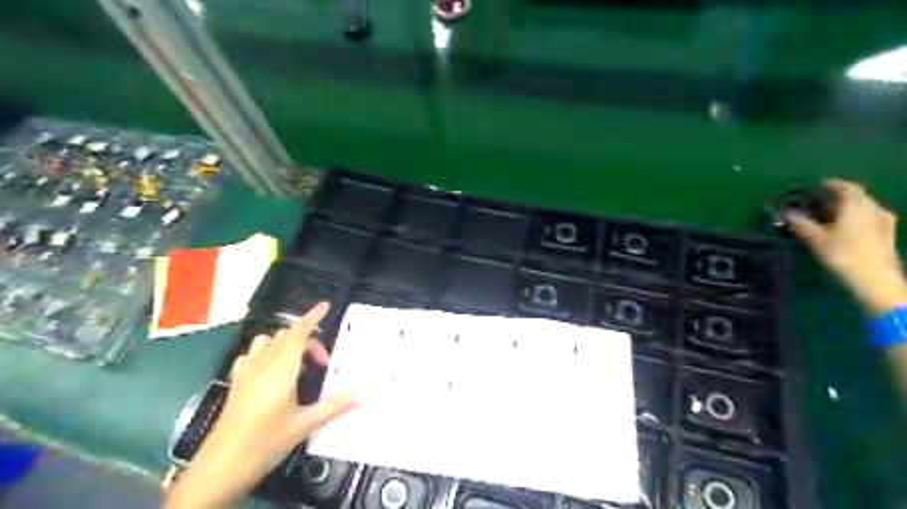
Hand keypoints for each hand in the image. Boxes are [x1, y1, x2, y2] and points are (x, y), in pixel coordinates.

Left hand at [164, 302, 355, 508]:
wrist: (221, 466)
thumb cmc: (266, 443)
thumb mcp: (304, 425)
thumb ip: (335, 406)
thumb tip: (364, 394)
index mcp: (281, 370)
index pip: (298, 334)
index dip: (312, 317)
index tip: (325, 306)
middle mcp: (263, 365)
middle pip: (287, 336)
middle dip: (308, 340)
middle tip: (322, 364)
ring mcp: (246, 373)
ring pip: (266, 341)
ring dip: (285, 343)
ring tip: (297, 363)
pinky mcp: (235, 383)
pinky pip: (251, 355)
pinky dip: (264, 353)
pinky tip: (269, 370)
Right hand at [787, 179, 906, 313]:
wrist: (875, 279)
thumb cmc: (843, 254)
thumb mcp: (815, 239)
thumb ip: (800, 223)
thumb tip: (785, 212)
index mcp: (857, 205)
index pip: (844, 186)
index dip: (827, 184)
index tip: (812, 186)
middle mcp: (873, 208)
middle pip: (855, 195)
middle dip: (837, 196)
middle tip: (817, 201)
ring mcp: (883, 221)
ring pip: (863, 207)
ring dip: (846, 207)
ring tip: (828, 215)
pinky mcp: (886, 234)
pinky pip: (868, 217)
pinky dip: (854, 217)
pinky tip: (845, 227)